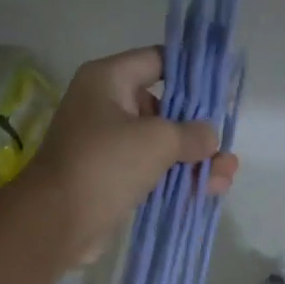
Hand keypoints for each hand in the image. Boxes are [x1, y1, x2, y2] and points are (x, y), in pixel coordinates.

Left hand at [24, 47, 239, 258]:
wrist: (57, 222)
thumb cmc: (105, 165)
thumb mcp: (157, 140)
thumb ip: (191, 133)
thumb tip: (209, 137)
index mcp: (108, 80)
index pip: (157, 61)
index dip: (191, 71)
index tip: (222, 86)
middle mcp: (107, 107)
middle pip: (164, 107)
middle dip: (198, 127)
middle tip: (227, 142)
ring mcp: (109, 145)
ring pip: (162, 145)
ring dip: (195, 159)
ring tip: (226, 175)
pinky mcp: (114, 179)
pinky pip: (153, 171)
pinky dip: (179, 178)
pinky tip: (211, 189)